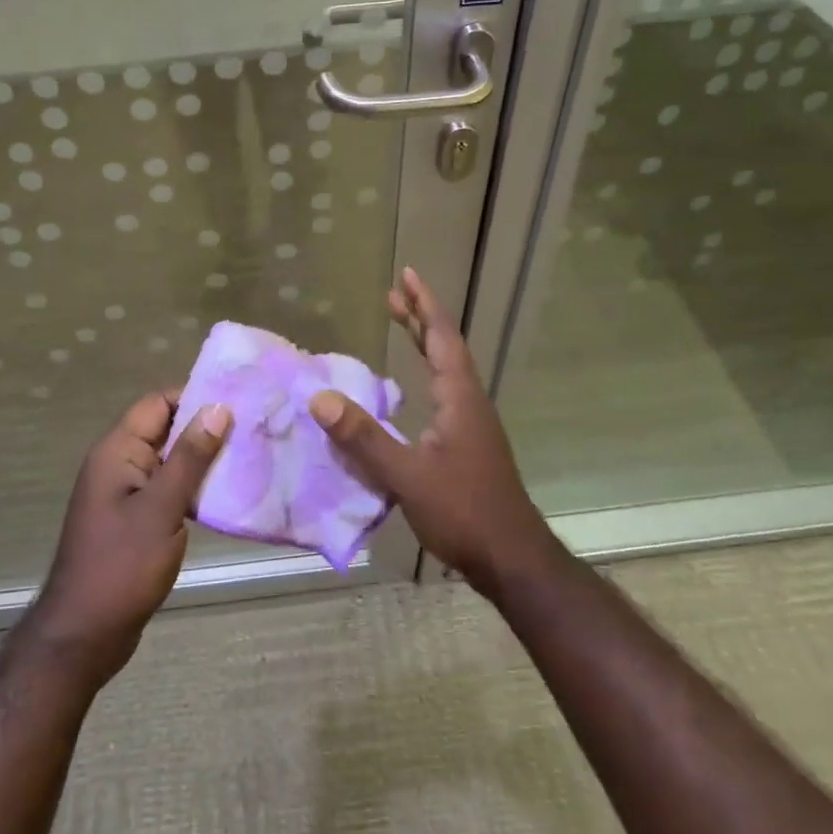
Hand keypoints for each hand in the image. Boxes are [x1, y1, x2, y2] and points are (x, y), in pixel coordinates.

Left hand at [28, 390, 230, 682]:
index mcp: (117, 451)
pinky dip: (195, 487)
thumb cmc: (122, 565)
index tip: (240, 399)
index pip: (158, 403)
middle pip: (166, 429)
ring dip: (205, 459)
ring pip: (171, 461)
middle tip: (256, 427)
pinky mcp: (136, 519)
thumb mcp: (161, 508)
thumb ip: (190, 457)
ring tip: (252, 456)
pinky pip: (169, 489)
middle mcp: (119, 464)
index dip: (196, 396)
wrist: (86, 633)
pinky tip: (229, 494)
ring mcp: (127, 493)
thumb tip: (218, 407)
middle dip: (207, 427)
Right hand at [307, 267, 558, 590]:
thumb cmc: (463, 511)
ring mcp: (472, 425)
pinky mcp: (468, 446)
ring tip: (401, 326)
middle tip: (396, 293)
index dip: (424, 305)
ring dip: (424, 344)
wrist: (511, 558)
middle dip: (420, 318)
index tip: (408, 275)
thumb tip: (321, 399)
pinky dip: (424, 375)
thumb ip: (363, 438)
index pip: (441, 338)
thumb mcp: (406, 475)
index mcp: (460, 399)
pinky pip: (444, 394)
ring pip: (446, 371)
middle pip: (445, 348)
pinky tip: (410, 392)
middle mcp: (469, 403)